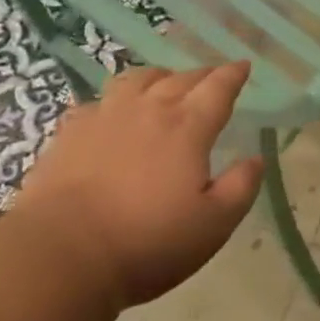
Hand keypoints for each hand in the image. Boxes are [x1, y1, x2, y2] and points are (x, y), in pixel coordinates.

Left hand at [7, 63, 264, 311]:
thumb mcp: (213, 225)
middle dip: (201, 75)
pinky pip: (99, 102)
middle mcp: (148, 110)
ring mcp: (105, 116)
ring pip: (137, 79)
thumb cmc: (148, 243)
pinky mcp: (71, 132)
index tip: (243, 66)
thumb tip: (256, 158)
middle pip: (180, 78)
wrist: (62, 254)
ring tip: (163, 84)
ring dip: (158, 77)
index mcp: (187, 127)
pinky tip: (112, 115)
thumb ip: (240, 187)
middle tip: (211, 79)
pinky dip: (115, 101)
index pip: (217, 88)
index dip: (233, 75)